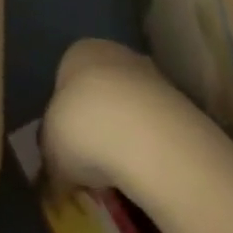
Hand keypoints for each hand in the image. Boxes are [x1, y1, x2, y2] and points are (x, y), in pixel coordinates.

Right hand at [39, 38, 177, 193]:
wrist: (148, 137)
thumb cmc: (84, 127)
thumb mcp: (51, 147)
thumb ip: (51, 157)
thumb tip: (54, 180)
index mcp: (78, 52)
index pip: (65, 81)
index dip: (63, 118)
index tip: (66, 151)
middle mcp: (114, 53)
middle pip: (100, 93)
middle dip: (98, 126)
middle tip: (93, 166)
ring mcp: (152, 77)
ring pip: (131, 111)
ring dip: (126, 139)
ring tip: (122, 178)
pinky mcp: (181, 106)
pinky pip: (156, 130)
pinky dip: (151, 151)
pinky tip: (146, 176)